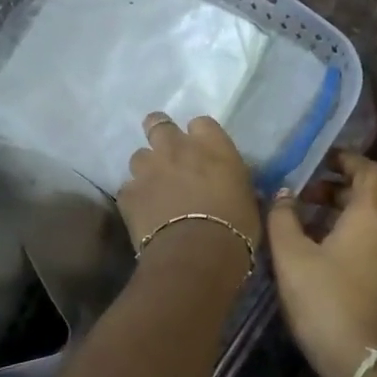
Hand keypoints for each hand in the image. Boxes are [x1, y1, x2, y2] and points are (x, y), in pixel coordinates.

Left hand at [117, 112, 260, 279]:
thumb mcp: (247, 197)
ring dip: (147, 168)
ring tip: (155, 188)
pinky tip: (144, 213)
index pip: (201, 123)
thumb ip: (233, 180)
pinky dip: (136, 197)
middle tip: (167, 153)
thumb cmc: (236, 226)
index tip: (202, 151)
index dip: (199, 136)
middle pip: (158, 123)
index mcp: (212, 145)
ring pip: (139, 156)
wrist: (197, 253)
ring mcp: (148, 169)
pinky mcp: (128, 194)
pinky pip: (129, 189)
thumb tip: (229, 182)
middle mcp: (176, 148)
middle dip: (160, 133)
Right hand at [267, 152, 376, 376]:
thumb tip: (282, 193)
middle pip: (370, 196)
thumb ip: (283, 218)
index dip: (348, 160)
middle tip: (304, 195)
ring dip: (341, 215)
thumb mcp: (292, 256)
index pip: (371, 171)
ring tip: (305, 224)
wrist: (361, 361)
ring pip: (370, 223)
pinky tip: (319, 256)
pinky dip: (348, 238)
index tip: (321, 160)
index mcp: (372, 216)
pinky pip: (371, 246)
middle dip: (337, 189)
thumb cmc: (326, 299)